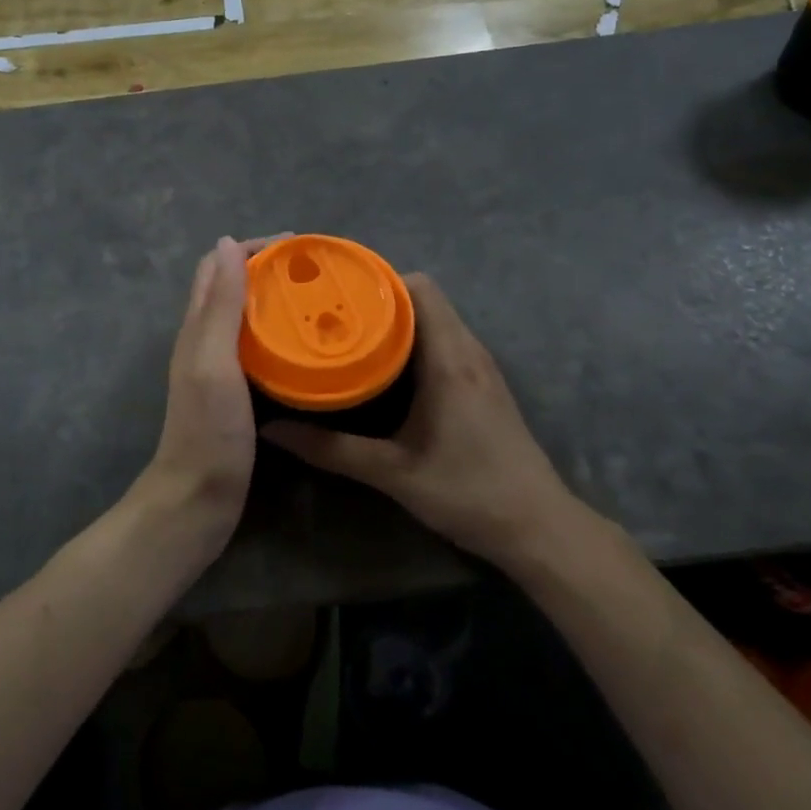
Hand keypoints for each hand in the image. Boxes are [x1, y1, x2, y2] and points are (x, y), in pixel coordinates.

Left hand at [124, 235, 286, 566]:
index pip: (219, 267)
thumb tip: (226, 242)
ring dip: (275, 301)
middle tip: (315, 272)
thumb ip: (221, 304)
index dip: (253, 248)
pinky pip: (258, 349)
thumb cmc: (208, 429)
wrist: (198, 498)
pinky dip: (279, 335)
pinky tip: (305, 346)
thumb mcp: (214, 360)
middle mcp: (205, 340)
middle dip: (268, 270)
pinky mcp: (236, 393)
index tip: (297, 246)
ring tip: (317, 300)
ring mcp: (219, 368)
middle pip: (233, 288)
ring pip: (247, 318)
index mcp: (197, 327)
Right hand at [262, 273, 587, 577]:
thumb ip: (331, 450)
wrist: (538, 527)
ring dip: (395, 320)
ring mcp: (480, 366)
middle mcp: (468, 351)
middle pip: (423, 297)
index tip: (335, 293)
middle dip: (377, 299)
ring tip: (348, 334)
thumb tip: (272, 431)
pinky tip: (382, 367)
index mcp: (450, 360)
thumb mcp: (393, 473)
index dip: (377, 281)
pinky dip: (412, 340)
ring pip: (434, 319)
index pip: (419, 288)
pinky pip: (443, 340)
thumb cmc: (469, 493)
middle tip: (331, 315)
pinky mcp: (482, 383)